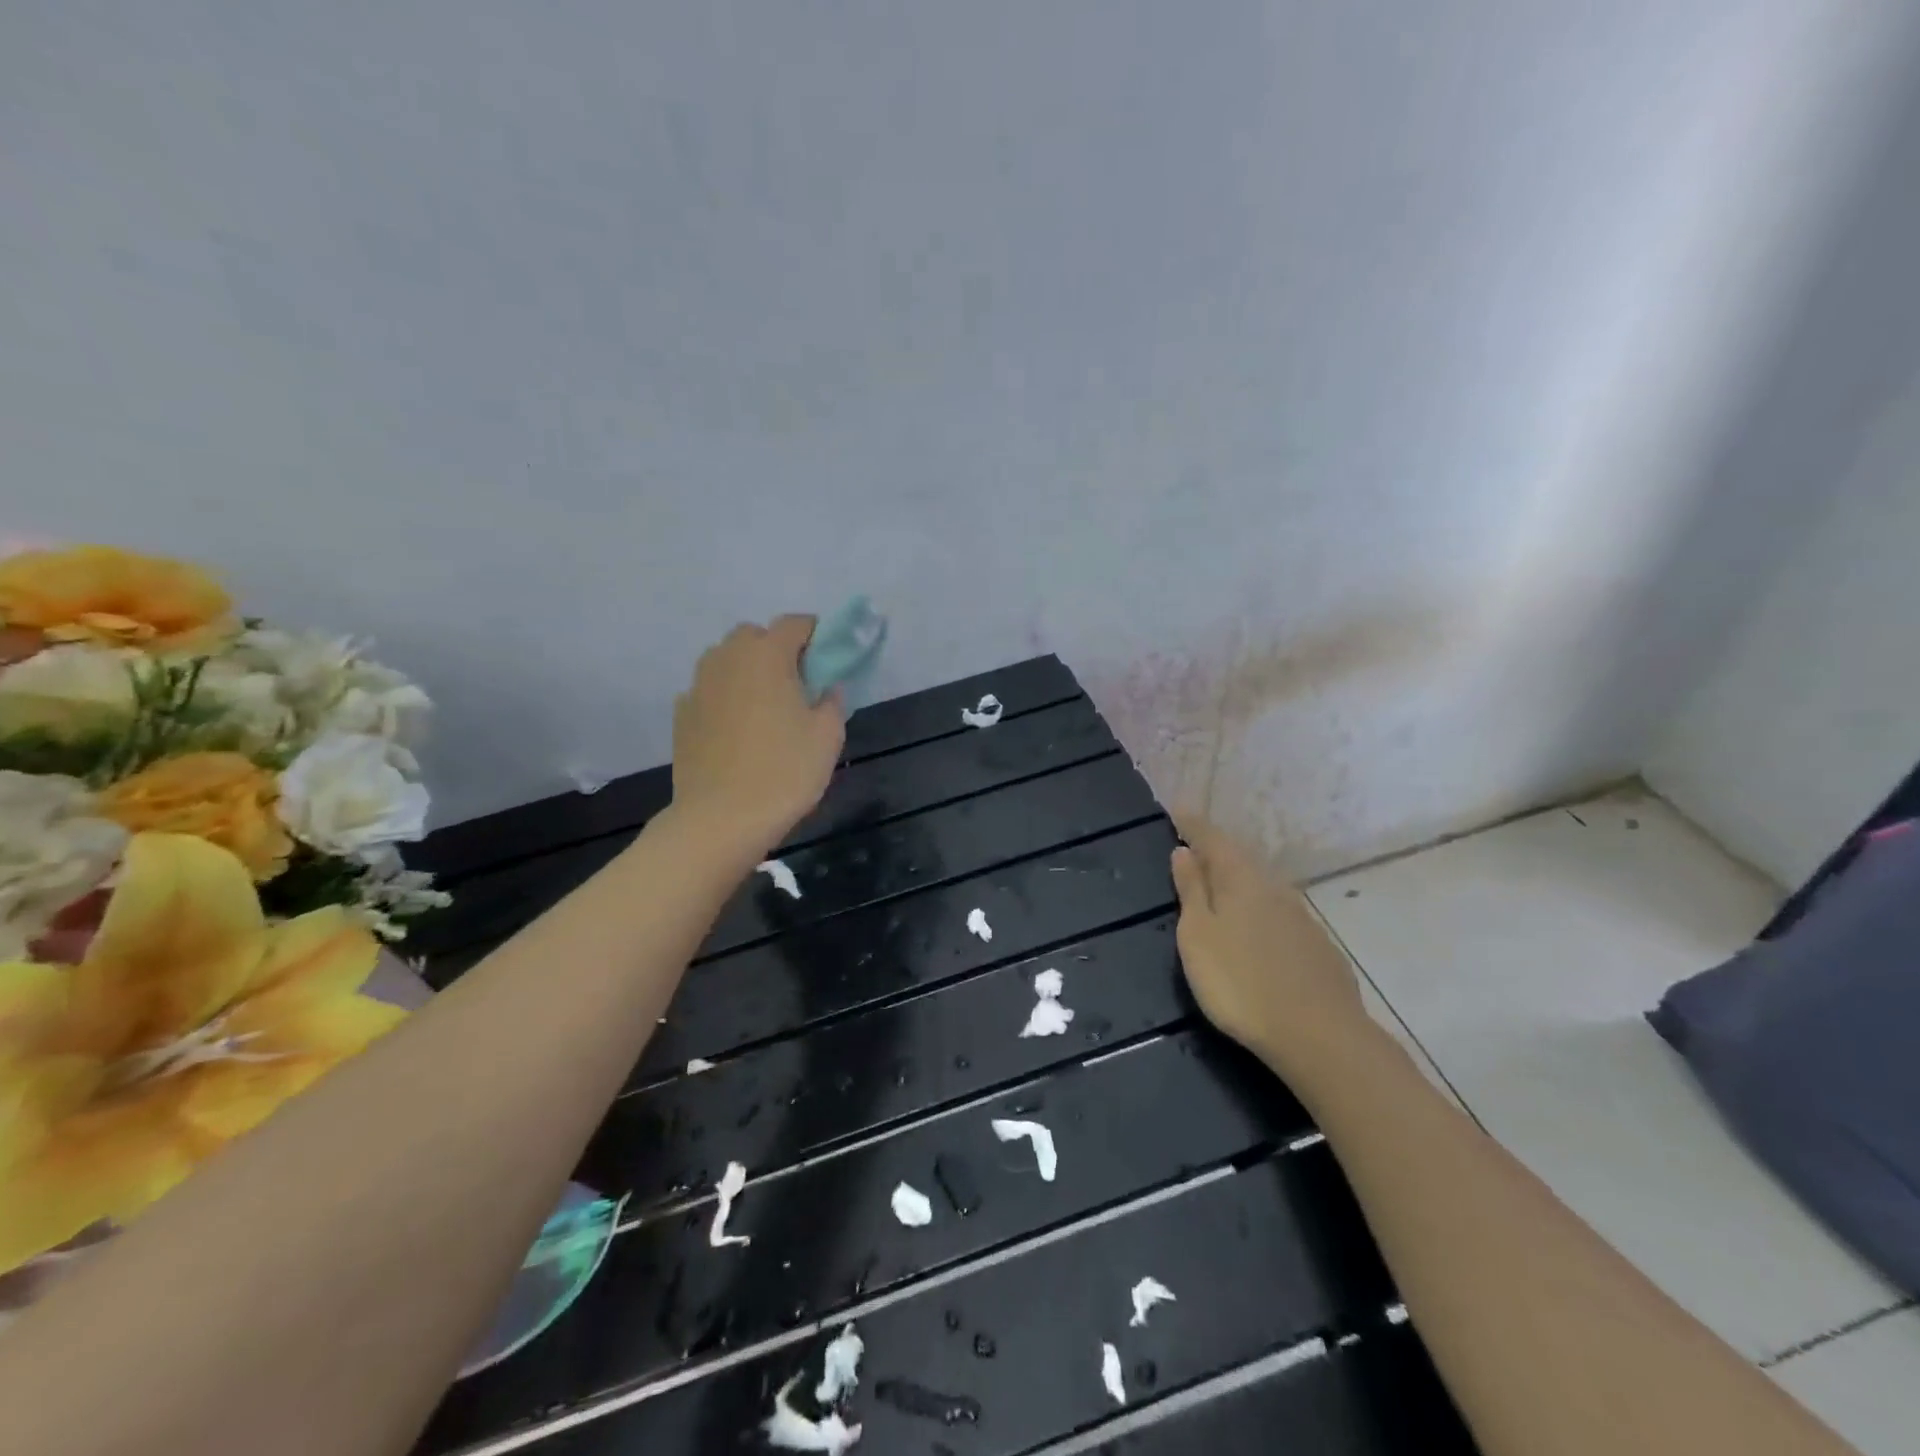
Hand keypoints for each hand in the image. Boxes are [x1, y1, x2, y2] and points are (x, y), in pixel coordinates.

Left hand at [672, 616, 844, 855]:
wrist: (720, 819)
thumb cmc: (784, 772)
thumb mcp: (828, 737)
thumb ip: (832, 701)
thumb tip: (827, 688)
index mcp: (767, 655)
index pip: (795, 624)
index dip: (816, 634)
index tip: (828, 657)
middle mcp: (728, 658)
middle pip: (754, 636)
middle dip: (777, 649)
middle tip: (797, 684)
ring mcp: (698, 684)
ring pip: (727, 660)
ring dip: (748, 670)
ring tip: (765, 707)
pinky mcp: (682, 713)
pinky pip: (709, 690)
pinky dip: (726, 697)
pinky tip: (737, 730)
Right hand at [1170, 820, 1373, 1084]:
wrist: (1319, 1036)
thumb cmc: (1239, 983)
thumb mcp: (1198, 936)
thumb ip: (1191, 891)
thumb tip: (1183, 851)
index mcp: (1240, 879)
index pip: (1212, 839)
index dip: (1193, 825)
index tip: (1177, 810)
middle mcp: (1274, 888)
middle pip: (1240, 859)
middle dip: (1216, 851)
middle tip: (1194, 846)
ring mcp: (1301, 917)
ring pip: (1262, 886)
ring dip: (1238, 880)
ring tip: (1219, 885)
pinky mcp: (1317, 946)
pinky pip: (1279, 913)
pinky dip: (1259, 908)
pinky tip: (1255, 928)